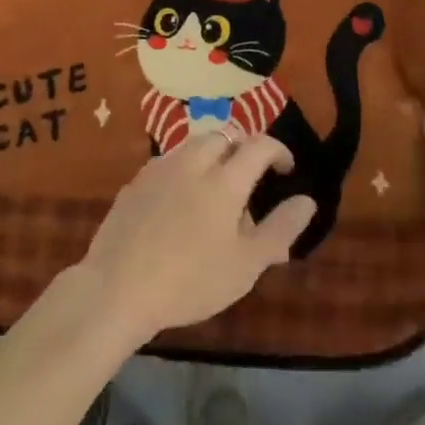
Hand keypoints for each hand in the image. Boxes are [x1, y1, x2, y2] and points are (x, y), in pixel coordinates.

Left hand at [77, 132, 315, 344]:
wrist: (117, 288)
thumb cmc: (190, 281)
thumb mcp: (245, 265)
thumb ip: (280, 229)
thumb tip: (307, 201)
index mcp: (225, 179)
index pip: (259, 145)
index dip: (278, 150)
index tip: (286, 169)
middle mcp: (193, 162)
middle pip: (224, 136)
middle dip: (243, 147)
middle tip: (251, 176)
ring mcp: (160, 169)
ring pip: (194, 145)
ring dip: (213, 156)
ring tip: (216, 189)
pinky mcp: (136, 182)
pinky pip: (169, 163)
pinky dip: (185, 170)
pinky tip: (181, 203)